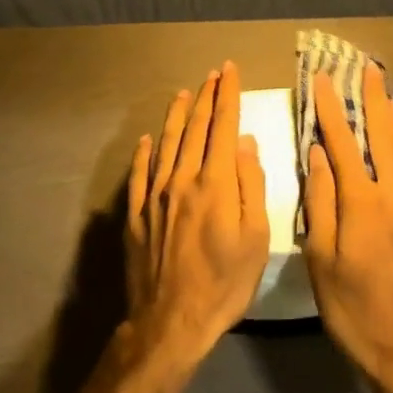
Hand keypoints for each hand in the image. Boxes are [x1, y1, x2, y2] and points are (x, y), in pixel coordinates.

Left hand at [124, 61, 270, 372]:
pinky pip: (139, 175)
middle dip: (207, 97)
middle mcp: (182, 179)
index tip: (230, 71)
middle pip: (196, 128)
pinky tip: (145, 140)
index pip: (224, 126)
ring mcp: (155, 196)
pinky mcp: (136, 215)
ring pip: (166, 144)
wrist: (170, 322)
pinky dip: (143, 153)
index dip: (228, 95)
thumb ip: (251, 185)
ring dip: (177, 116)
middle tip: (213, 75)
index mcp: (215, 182)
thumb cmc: (224, 283)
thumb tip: (246, 143)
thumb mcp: (256, 238)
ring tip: (183, 94)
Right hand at [302, 65, 392, 392]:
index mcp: (364, 201)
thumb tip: (317, 153)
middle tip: (368, 68)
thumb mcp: (322, 259)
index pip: (343, 142)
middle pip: (382, 135)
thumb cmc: (354, 309)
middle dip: (372, 99)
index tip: (322, 77)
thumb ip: (320, 201)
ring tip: (388, 91)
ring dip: (391, 117)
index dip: (330, 108)